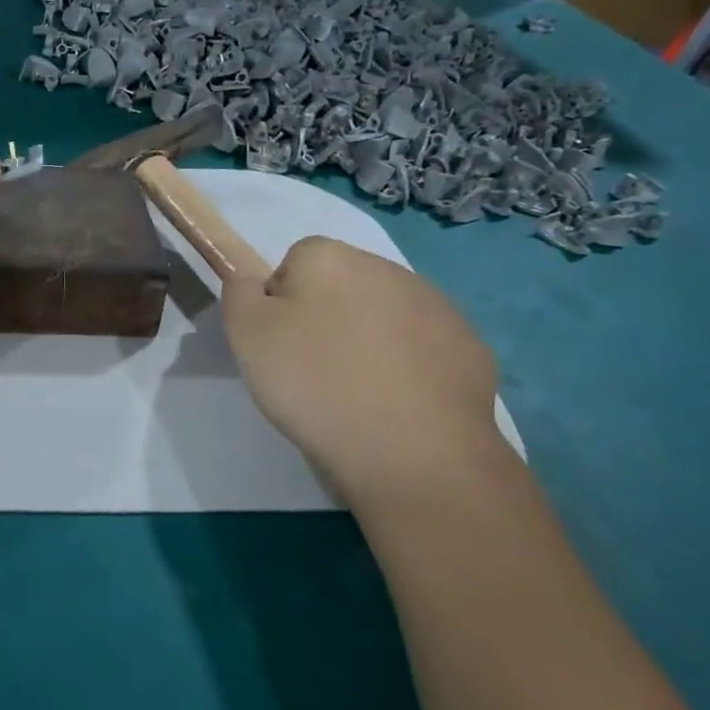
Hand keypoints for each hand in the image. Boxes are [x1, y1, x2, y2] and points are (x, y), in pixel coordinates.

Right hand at [221, 237, 501, 500]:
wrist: (412, 451)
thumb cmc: (315, 383)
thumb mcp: (247, 334)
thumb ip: (240, 292)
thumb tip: (255, 282)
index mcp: (330, 258)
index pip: (292, 265)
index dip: (280, 305)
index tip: (280, 346)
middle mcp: (386, 268)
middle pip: (340, 287)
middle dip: (326, 319)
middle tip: (313, 371)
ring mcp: (436, 306)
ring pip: (383, 316)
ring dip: (367, 341)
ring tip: (356, 393)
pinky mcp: (469, 347)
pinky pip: (422, 348)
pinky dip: (407, 368)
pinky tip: (396, 404)